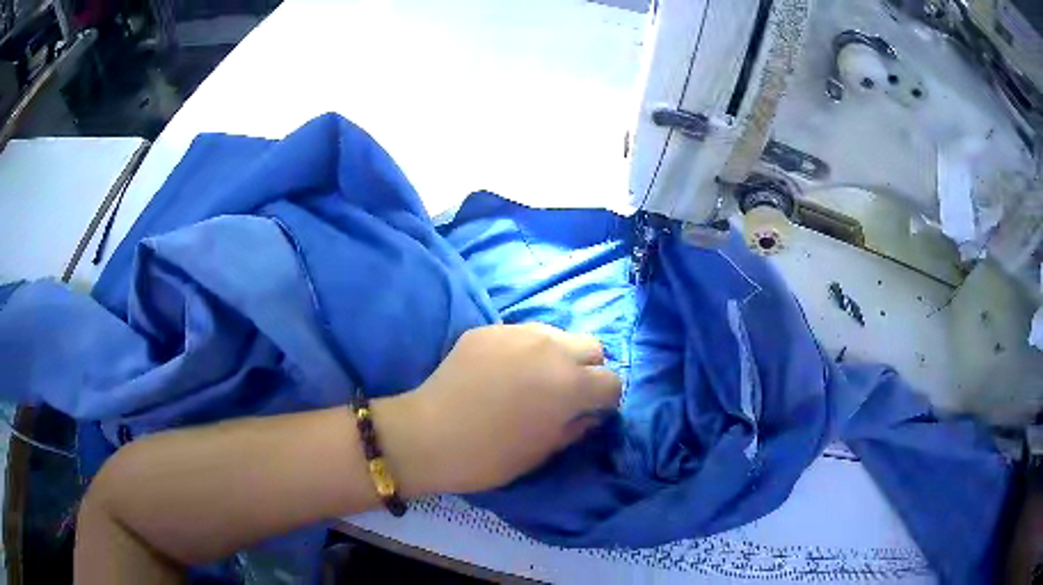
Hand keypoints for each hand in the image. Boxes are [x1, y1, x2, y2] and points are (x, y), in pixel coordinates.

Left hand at [378, 324, 621, 495]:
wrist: (428, 435)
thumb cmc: (490, 456)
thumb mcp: (542, 451)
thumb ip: (575, 428)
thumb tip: (589, 415)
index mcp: (571, 384)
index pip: (611, 381)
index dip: (605, 401)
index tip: (590, 413)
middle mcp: (551, 348)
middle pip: (592, 347)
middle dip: (588, 370)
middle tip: (565, 393)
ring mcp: (517, 333)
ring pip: (557, 335)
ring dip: (557, 356)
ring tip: (532, 379)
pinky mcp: (489, 330)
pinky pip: (521, 334)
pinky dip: (523, 351)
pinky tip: (501, 372)